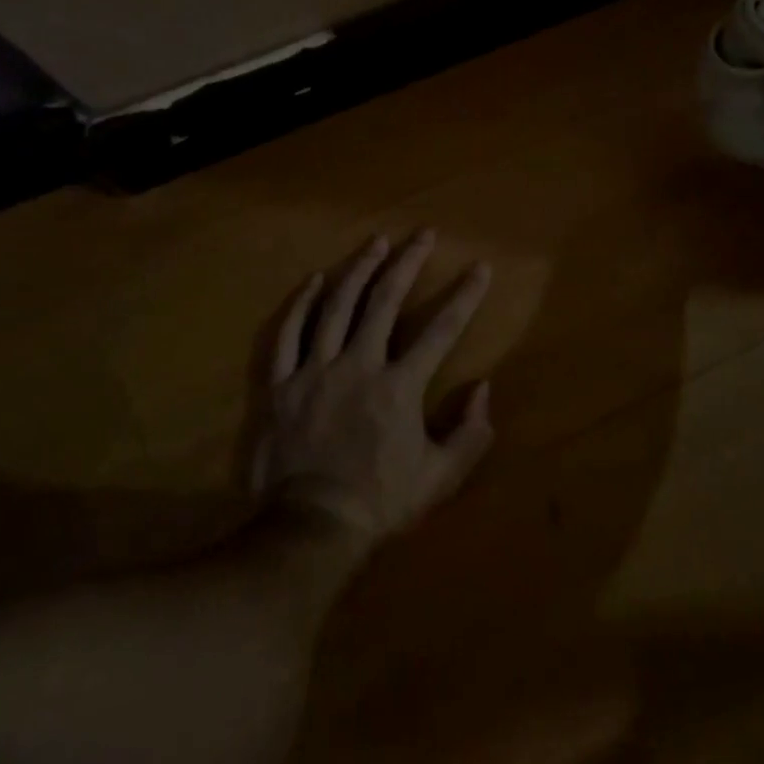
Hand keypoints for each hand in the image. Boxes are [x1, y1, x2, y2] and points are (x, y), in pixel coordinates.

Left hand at [248, 231, 495, 549]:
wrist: (308, 529)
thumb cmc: (379, 502)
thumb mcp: (439, 478)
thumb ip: (469, 434)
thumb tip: (483, 389)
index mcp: (399, 386)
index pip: (441, 330)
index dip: (465, 296)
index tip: (480, 268)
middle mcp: (358, 365)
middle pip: (385, 301)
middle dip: (409, 263)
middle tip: (423, 234)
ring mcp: (314, 370)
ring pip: (337, 306)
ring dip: (359, 269)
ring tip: (376, 243)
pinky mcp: (280, 383)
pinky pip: (288, 333)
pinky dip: (302, 303)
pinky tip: (316, 280)